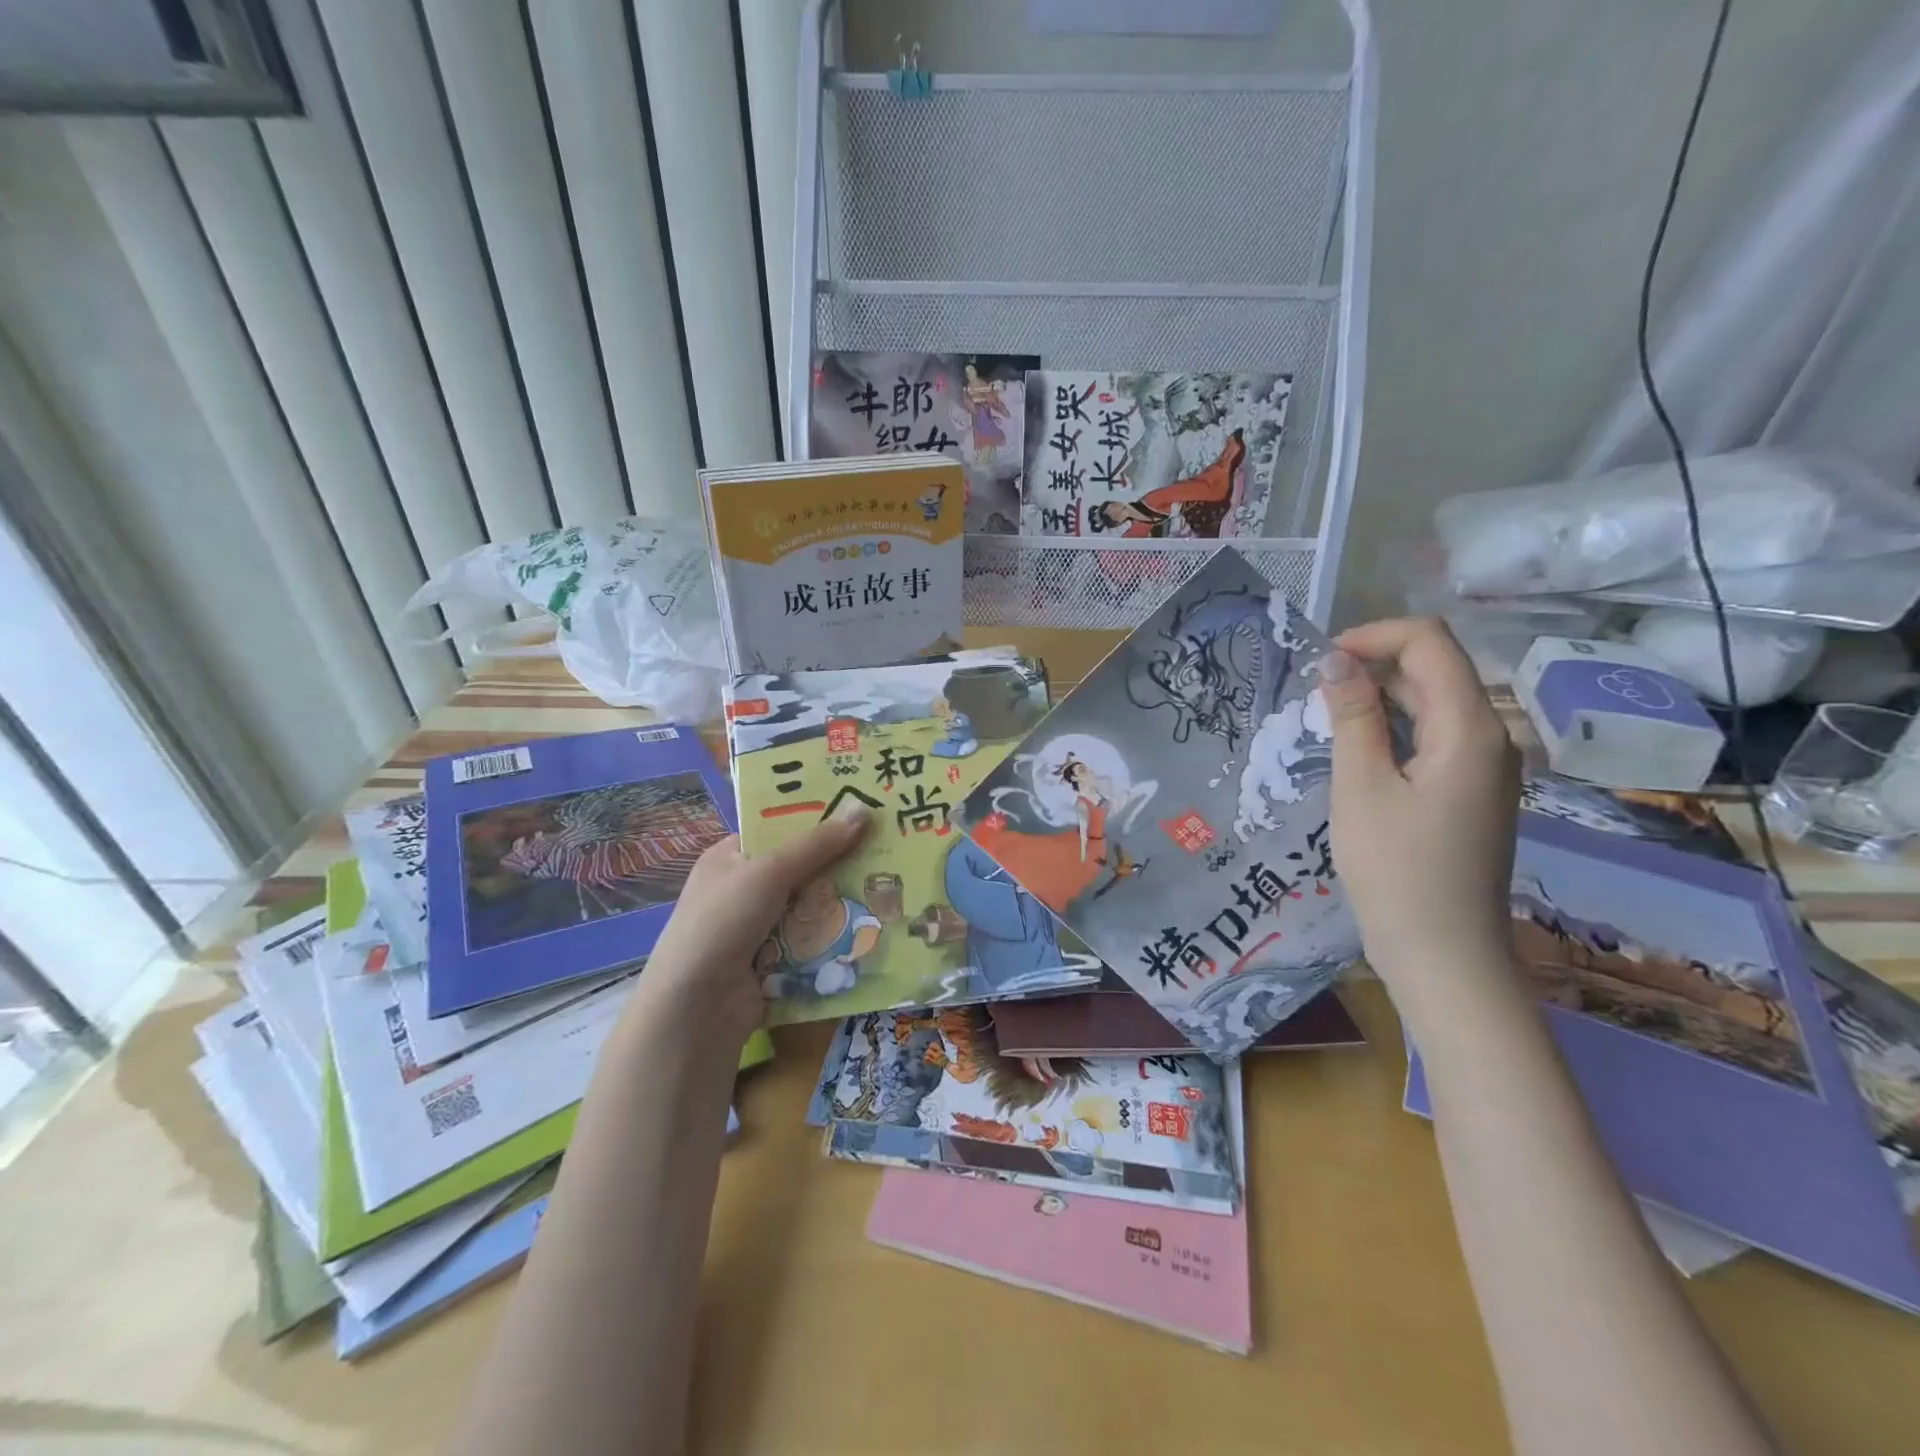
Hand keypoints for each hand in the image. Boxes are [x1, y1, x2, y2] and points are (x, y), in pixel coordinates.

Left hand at [630, 802, 870, 1045]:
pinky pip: (812, 941)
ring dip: (842, 902)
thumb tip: (864, 810)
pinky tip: (872, 926)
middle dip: (838, 864)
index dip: (816, 820)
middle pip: (800, 868)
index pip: (777, 830)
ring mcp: (757, 929)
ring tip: (890, 887)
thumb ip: (816, 844)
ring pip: (811, 906)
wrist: (696, 1008)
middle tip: (887, 849)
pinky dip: (835, 937)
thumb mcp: (768, 872)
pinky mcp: (774, 963)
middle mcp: (742, 890)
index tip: (861, 812)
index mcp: (729, 858)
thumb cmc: (723, 923)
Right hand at [1320, 619, 1520, 1028]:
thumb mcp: (1361, 787)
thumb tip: (1336, 660)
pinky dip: (1394, 729)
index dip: (1373, 636)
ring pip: (1433, 703)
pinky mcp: (1471, 792)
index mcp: (1470, 728)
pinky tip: (1355, 750)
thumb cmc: (1396, 869)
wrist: (1444, 954)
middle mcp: (1491, 737)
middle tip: (1312, 691)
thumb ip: (1353, 716)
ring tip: (1325, 717)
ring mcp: (1485, 767)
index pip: (1430, 643)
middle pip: (1435, 669)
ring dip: (1379, 697)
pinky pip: (1434, 737)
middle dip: (1372, 664)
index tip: (1321, 661)